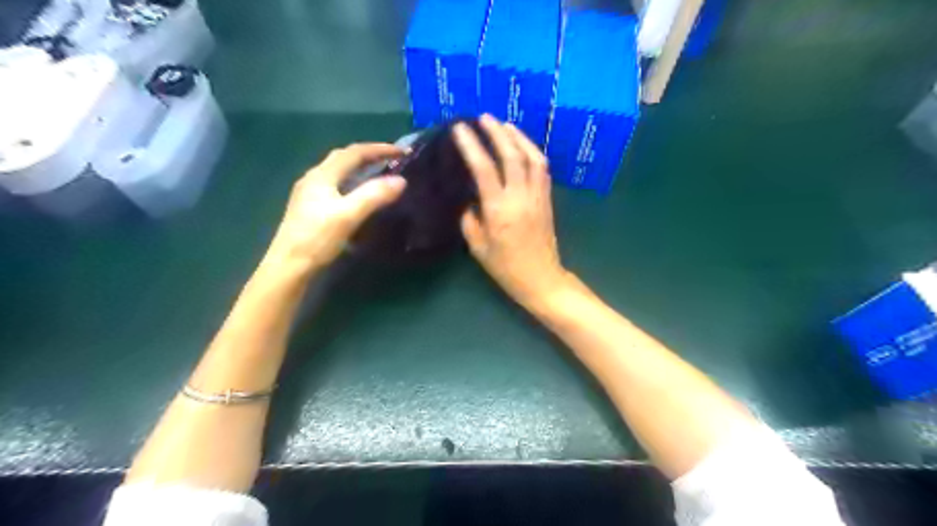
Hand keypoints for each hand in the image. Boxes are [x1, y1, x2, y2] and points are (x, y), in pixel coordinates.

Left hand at [267, 142, 407, 271]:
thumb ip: (374, 195)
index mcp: (322, 175)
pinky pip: (335, 186)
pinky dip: (352, 183)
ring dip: (360, 169)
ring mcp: (309, 194)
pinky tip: (358, 196)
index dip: (379, 149)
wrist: (289, 266)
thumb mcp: (348, 215)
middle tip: (391, 160)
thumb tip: (401, 180)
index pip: (354, 152)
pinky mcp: (310, 209)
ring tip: (379, 175)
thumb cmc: (317, 239)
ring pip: (338, 172)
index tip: (402, 151)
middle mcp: (314, 179)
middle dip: (369, 155)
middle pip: (343, 158)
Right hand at [454, 116, 570, 310]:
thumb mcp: (478, 247)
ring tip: (504, 125)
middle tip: (484, 117)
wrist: (541, 279)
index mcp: (499, 210)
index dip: (472, 146)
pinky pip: (542, 169)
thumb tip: (470, 199)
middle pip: (511, 155)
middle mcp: (521, 197)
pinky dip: (532, 152)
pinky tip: (523, 146)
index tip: (460, 129)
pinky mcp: (547, 199)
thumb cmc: (506, 268)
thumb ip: (470, 219)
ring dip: (518, 137)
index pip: (484, 169)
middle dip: (497, 133)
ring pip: (532, 158)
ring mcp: (538, 196)